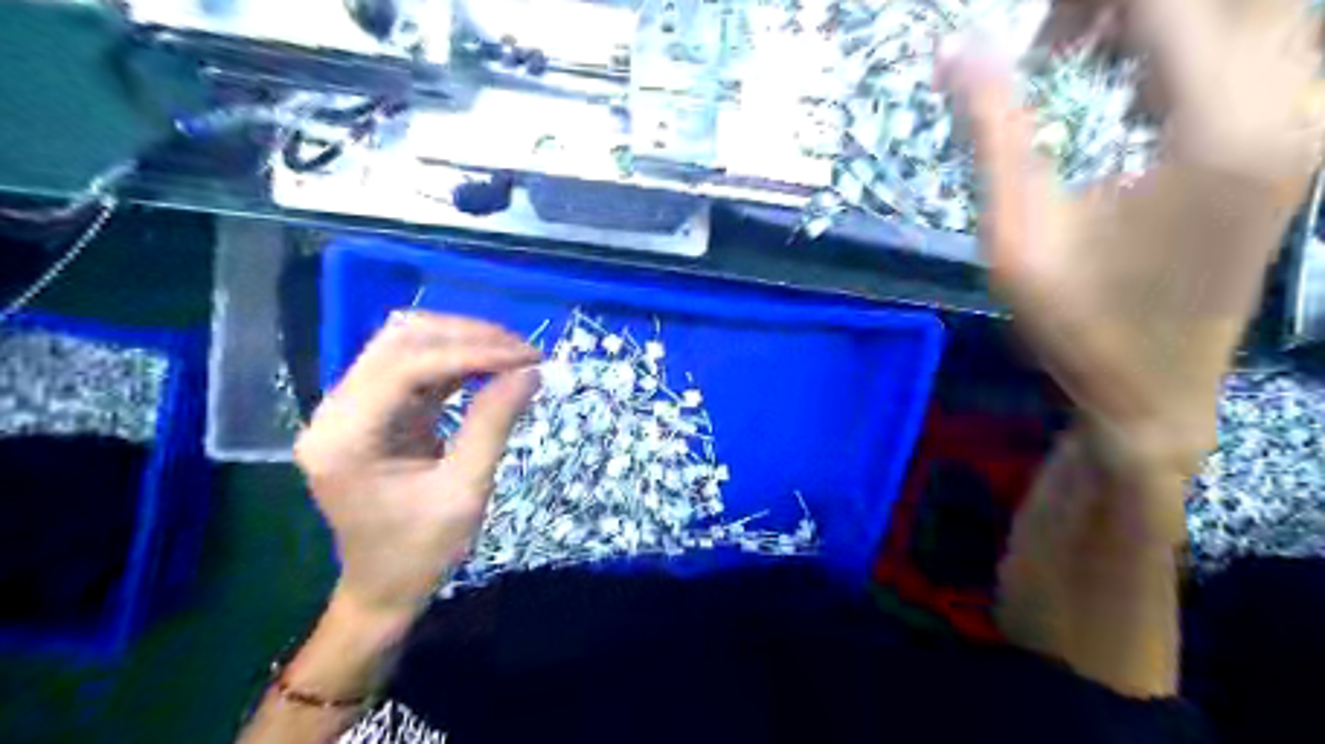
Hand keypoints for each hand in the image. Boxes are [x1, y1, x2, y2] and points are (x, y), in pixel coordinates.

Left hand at [295, 310, 540, 622]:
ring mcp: (349, 408)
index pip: (406, 367)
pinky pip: (414, 366)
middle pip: (399, 341)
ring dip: (462, 341)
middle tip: (524, 352)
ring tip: (513, 355)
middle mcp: (335, 412)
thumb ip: (493, 425)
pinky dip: (456, 361)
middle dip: (468, 337)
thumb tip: (529, 372)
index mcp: (344, 439)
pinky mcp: (371, 411)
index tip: (526, 358)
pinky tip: (492, 367)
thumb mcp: (465, 492)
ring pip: (406, 344)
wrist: (383, 588)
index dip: (470, 352)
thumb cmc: (420, 552)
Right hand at [941, 0, 1323, 467]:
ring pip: (1258, 11)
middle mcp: (1291, 104)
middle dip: (1124, 3)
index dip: (1084, 0)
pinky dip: (1191, 41)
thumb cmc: (1077, 325)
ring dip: (1164, 19)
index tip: (1029, 36)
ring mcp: (1305, 120)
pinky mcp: (1295, 139)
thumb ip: (993, 135)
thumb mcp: (1016, 237)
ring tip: (1084, 55)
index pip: (1169, 0)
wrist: (1154, 390)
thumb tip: (957, 50)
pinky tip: (1129, 86)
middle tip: (1054, 41)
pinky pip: (1263, 46)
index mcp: (1220, 128)